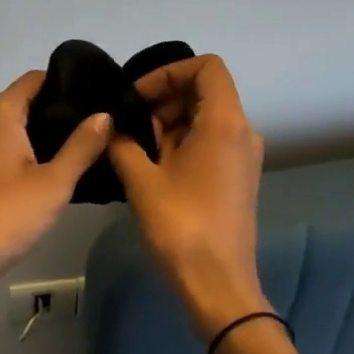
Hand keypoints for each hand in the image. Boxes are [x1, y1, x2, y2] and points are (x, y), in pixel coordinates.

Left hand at [0, 70, 111, 317]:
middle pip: (28, 102)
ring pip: (19, 129)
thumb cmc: (5, 217)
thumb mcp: (54, 182)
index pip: (37, 78)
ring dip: (49, 136)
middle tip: (104, 123)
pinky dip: (33, 154)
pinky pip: (9, 151)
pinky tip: (60, 173)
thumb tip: (105, 113)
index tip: (102, 93)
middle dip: (63, 110)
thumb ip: (82, 146)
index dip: (69, 81)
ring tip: (91, 146)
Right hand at [108, 55, 269, 339]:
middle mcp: (242, 132)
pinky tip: (152, 166)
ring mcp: (242, 157)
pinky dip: (182, 142)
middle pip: (205, 91)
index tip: (138, 95)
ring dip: (170, 123)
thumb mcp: (141, 180)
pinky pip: (210, 142)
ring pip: (205, 118)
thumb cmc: (181, 226)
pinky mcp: (237, 178)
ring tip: (135, 147)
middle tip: (130, 123)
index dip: (169, 72)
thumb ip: (123, 144)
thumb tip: (111, 128)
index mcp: (225, 123)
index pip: (207, 67)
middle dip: (164, 98)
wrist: (218, 285)